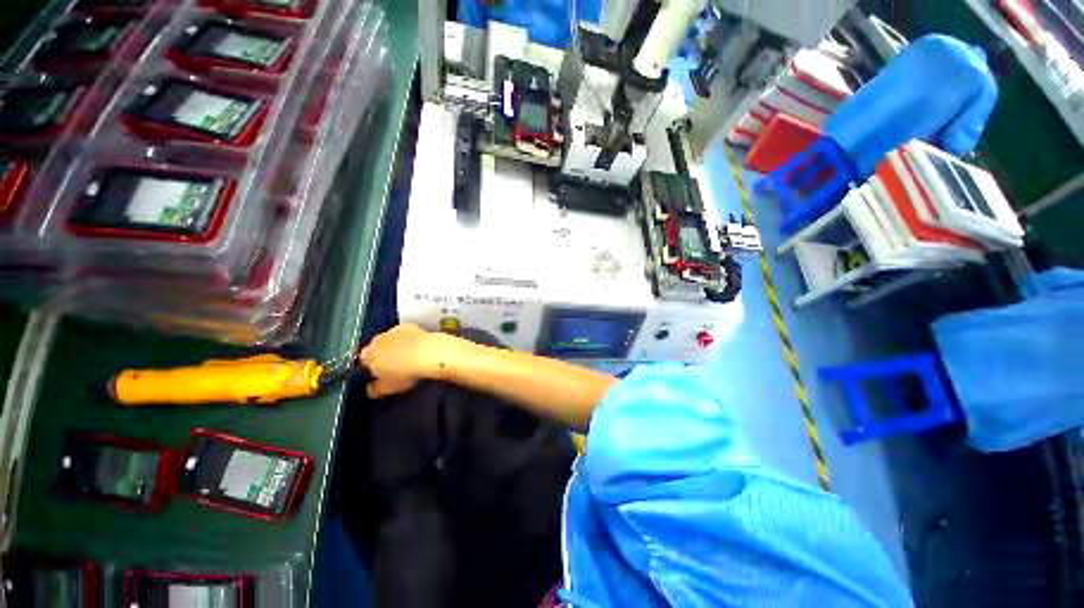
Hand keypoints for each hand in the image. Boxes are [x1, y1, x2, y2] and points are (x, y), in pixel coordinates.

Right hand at [358, 323, 455, 398]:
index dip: (370, 366)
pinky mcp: (409, 326)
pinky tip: (417, 346)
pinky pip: (405, 333)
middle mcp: (377, 340)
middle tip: (394, 365)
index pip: (363, 360)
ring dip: (395, 345)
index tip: (379, 372)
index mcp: (368, 355)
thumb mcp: (388, 388)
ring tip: (407, 356)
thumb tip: (370, 390)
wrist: (427, 354)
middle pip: (376, 347)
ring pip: (390, 339)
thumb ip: (375, 389)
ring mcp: (393, 330)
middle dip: (383, 354)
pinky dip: (409, 338)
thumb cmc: (405, 373)